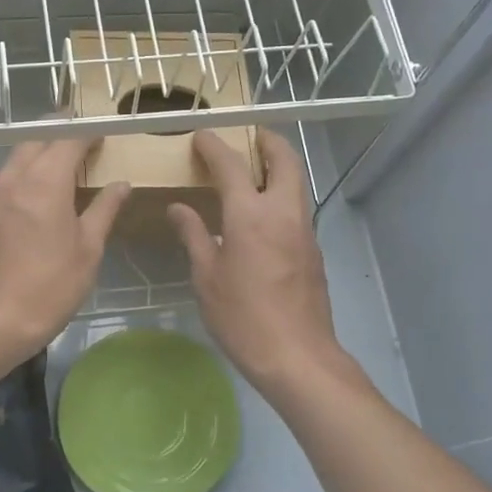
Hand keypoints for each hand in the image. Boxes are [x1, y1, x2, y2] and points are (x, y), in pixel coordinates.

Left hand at [0, 136, 129, 360]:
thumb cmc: (50, 287)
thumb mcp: (88, 250)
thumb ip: (104, 210)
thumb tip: (121, 184)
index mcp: (45, 182)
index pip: (67, 138)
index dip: (87, 131)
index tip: (102, 133)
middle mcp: (14, 179)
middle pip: (37, 140)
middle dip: (60, 134)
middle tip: (83, 143)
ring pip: (16, 159)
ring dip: (39, 154)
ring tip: (61, 168)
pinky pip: (4, 181)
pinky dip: (23, 177)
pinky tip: (36, 199)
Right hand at [167, 129, 351, 395]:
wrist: (297, 356)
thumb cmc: (242, 317)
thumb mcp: (207, 277)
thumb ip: (194, 236)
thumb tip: (178, 208)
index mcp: (250, 215)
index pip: (231, 165)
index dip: (214, 145)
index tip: (202, 135)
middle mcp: (283, 212)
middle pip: (284, 159)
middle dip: (266, 141)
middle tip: (248, 138)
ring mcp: (304, 230)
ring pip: (296, 182)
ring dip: (278, 166)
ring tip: (253, 171)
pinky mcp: (313, 250)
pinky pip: (297, 207)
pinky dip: (282, 194)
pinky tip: (262, 215)